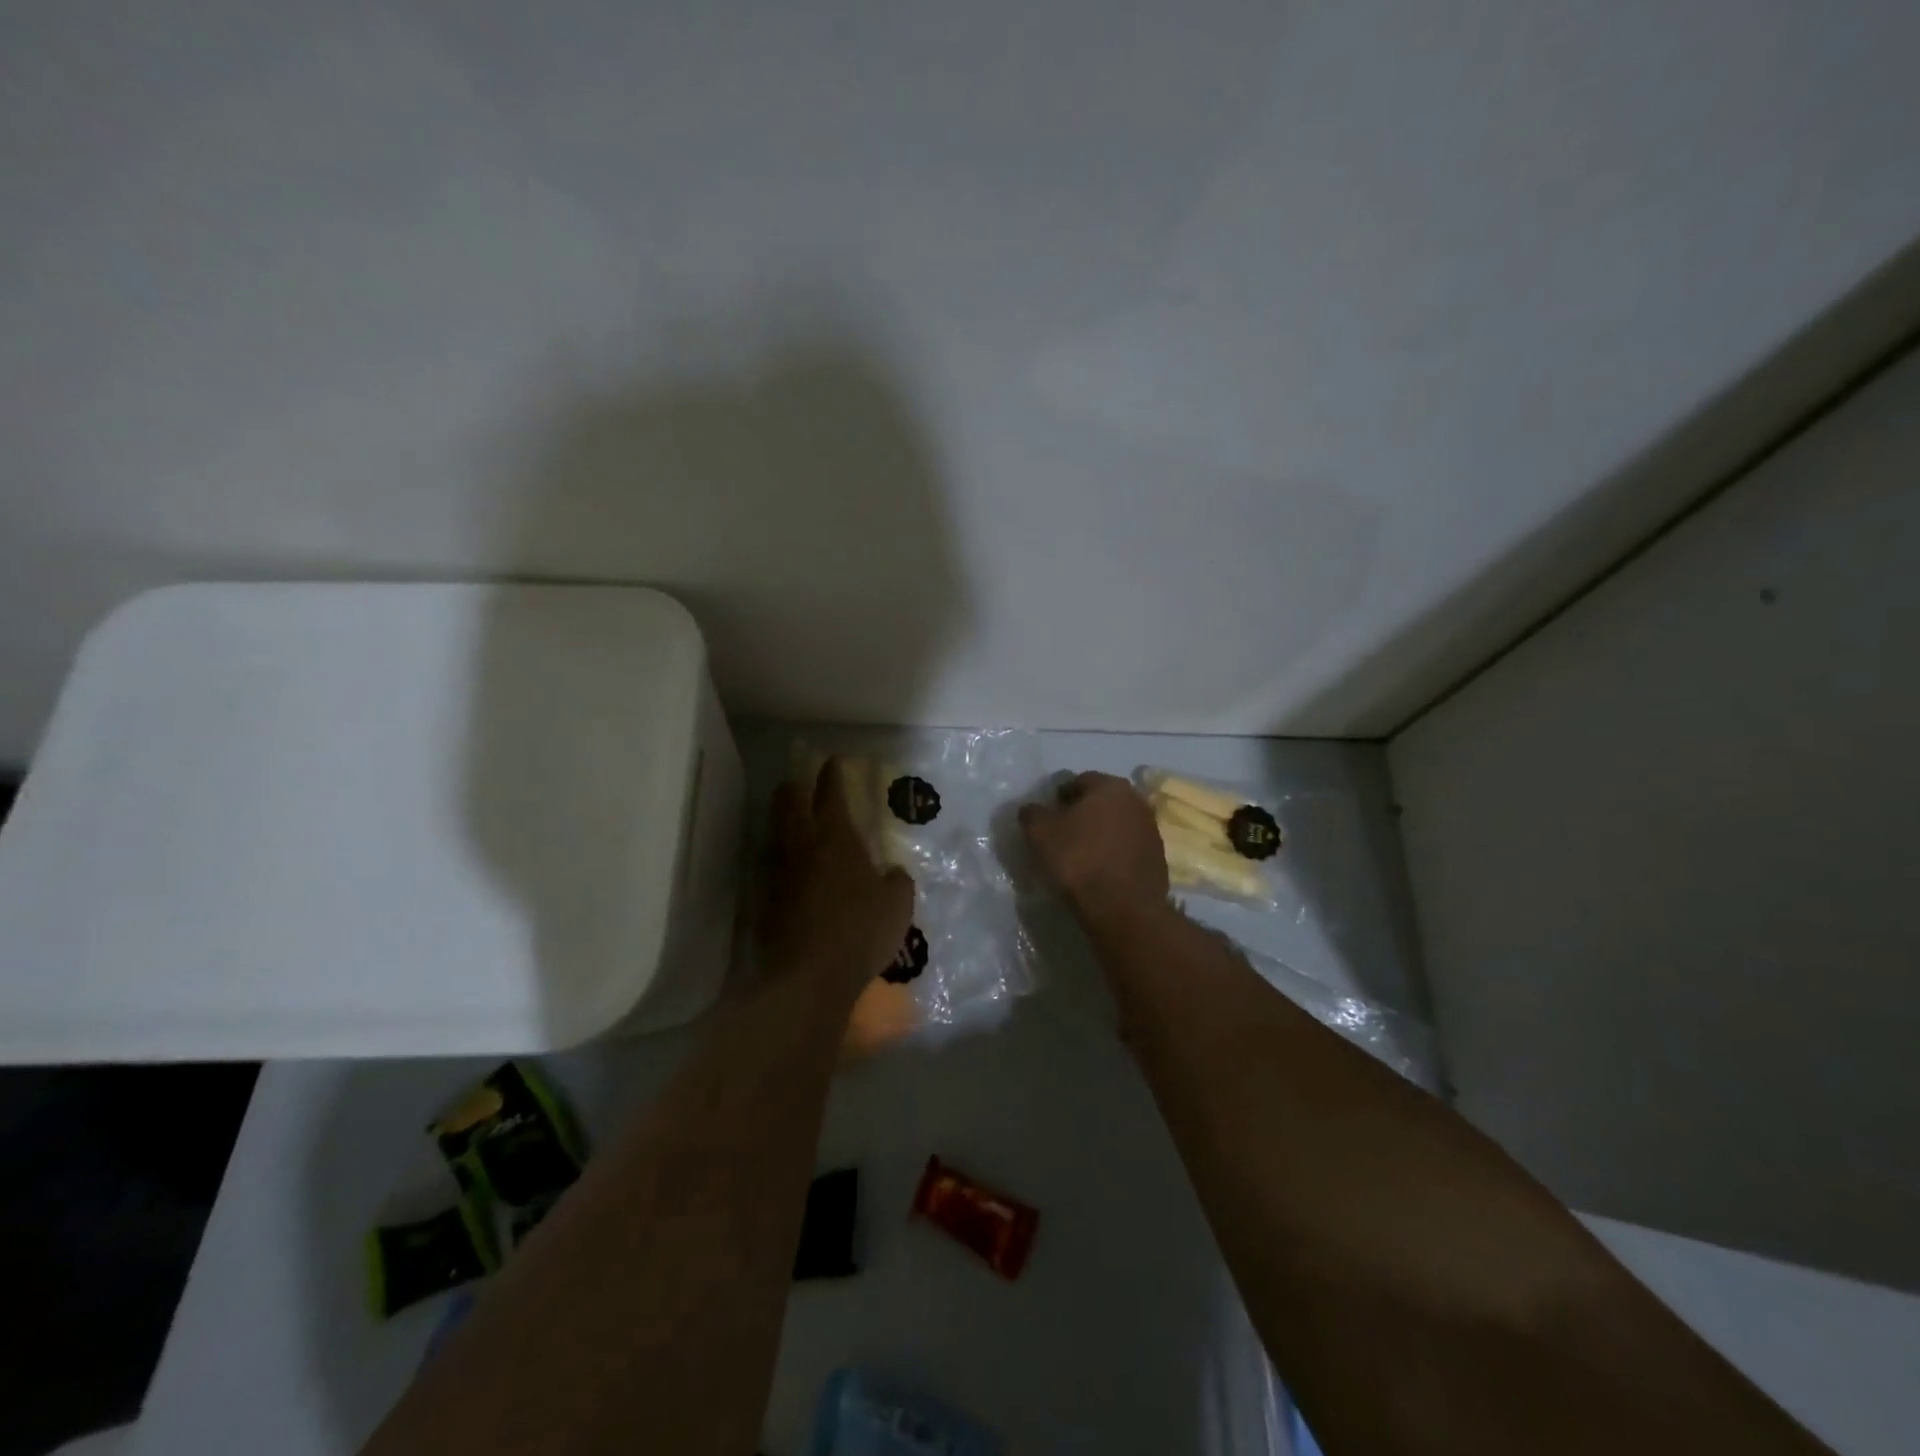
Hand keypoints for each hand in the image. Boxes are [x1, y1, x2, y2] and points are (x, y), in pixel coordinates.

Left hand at [761, 757, 914, 1003]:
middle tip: (802, 785)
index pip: (831, 791)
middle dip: (795, 787)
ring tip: (792, 821)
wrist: (808, 977)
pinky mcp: (764, 900)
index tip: (833, 761)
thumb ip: (897, 881)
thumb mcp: (897, 905)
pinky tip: (789, 869)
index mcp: (836, 837)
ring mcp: (777, 872)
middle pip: (789, 802)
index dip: (833, 773)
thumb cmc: (860, 932)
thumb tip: (893, 872)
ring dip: (782, 820)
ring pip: (774, 832)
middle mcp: (801, 845)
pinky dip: (780, 858)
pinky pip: (771, 866)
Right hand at [1019, 772, 1168, 925]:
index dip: (1059, 797)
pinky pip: (1128, 847)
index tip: (1047, 817)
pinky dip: (1114, 853)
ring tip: (1081, 855)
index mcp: (1109, 786)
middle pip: (1102, 801)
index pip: (1079, 781)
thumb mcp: (1039, 833)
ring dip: (1101, 833)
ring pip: (1117, 824)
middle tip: (1062, 834)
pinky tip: (1100, 870)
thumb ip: (1032, 813)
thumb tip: (1033, 809)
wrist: (1122, 908)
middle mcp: (1136, 800)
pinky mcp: (1158, 858)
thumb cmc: (1078, 860)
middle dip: (1082, 813)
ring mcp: (1151, 830)